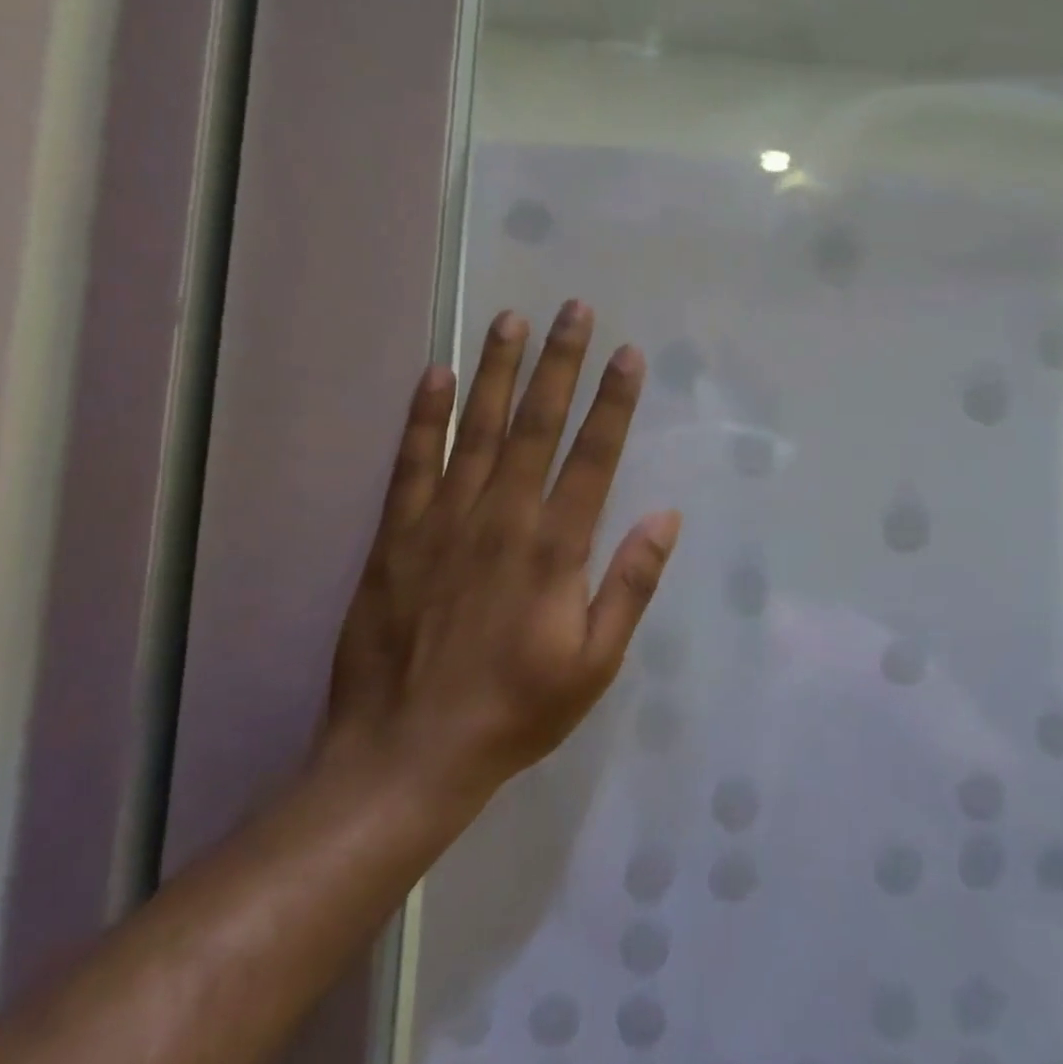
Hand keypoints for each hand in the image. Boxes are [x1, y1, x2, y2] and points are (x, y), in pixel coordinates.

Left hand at [318, 300, 681, 823]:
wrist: (406, 755)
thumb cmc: (516, 710)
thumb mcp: (595, 664)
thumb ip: (630, 584)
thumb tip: (666, 518)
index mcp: (555, 547)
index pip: (592, 455)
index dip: (614, 401)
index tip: (627, 353)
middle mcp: (502, 518)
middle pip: (536, 424)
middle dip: (560, 362)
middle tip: (573, 309)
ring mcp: (444, 521)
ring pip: (476, 428)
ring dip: (496, 371)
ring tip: (510, 319)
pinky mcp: (396, 535)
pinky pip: (412, 463)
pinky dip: (423, 416)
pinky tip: (434, 375)